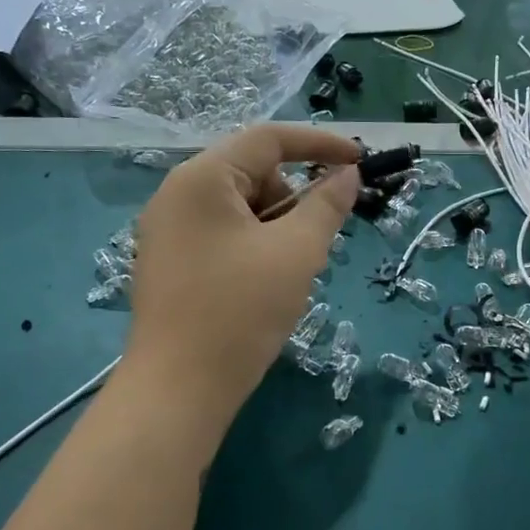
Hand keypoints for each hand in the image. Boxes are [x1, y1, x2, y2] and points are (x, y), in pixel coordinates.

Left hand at [125, 125, 359, 429]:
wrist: (179, 389)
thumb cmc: (241, 312)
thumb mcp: (296, 253)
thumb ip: (326, 205)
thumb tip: (347, 174)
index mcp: (202, 178)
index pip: (269, 139)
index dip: (320, 145)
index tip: (361, 161)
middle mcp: (177, 194)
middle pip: (252, 173)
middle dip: (294, 198)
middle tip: (316, 241)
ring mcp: (168, 230)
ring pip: (240, 208)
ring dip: (276, 227)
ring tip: (289, 273)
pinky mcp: (169, 261)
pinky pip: (223, 234)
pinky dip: (254, 246)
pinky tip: (264, 285)